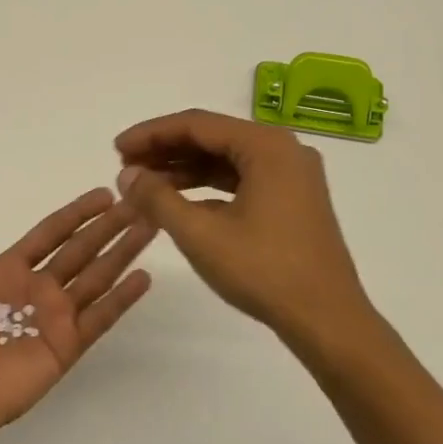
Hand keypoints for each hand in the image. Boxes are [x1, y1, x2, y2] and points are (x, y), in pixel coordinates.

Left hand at [0, 187, 155, 435]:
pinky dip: (122, 298)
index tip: (102, 194)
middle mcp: (36, 290)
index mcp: (6, 271)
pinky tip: (143, 277)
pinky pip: (100, 317)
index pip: (49, 234)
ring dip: (123, 252)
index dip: (75, 214)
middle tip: (139, 202)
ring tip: (150, 227)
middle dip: (109, 226)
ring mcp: (54, 318)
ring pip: (97, 276)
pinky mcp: (66, 346)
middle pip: (81, 250)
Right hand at [113, 109, 371, 344]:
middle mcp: (283, 150)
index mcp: (266, 147)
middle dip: (166, 150)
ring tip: (144, 184)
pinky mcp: (292, 200)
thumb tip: (127, 175)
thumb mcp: (200, 234)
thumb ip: (157, 198)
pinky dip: (208, 187)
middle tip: (125, 165)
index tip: (116, 148)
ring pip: (226, 160)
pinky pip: (241, 180)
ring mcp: (291, 176)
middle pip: (212, 137)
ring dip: (184, 169)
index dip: (151, 134)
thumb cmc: (263, 271)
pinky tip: (178, 202)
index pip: (197, 124)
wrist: (326, 319)